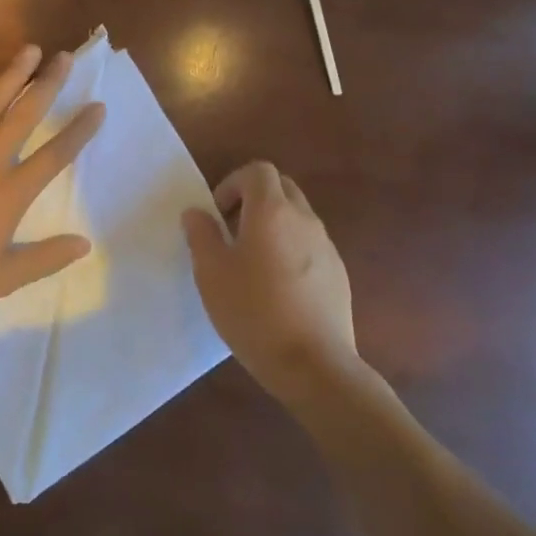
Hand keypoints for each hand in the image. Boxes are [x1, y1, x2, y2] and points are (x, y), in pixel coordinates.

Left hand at [0, 46, 104, 317]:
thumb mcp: (2, 279)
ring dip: (11, 76)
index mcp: (10, 194)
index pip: (55, 157)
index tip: (97, 106)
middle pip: (24, 117)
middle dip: (47, 86)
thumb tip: (84, 243)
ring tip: (30, 49)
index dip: (79, 131)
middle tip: (65, 57)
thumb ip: (45, 258)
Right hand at [182, 162, 375, 406]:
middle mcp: (305, 220)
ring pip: (297, 219)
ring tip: (250, 265)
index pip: (258, 171)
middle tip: (230, 233)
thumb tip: (197, 212)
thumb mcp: (211, 272)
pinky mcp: (338, 275)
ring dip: (271, 227)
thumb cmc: (253, 311)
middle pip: (281, 189)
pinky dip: (290, 252)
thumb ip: (201, 235)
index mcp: (272, 211)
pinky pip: (309, 247)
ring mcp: (327, 247)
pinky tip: (275, 290)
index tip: (217, 215)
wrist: (313, 364)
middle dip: (253, 200)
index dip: (233, 184)